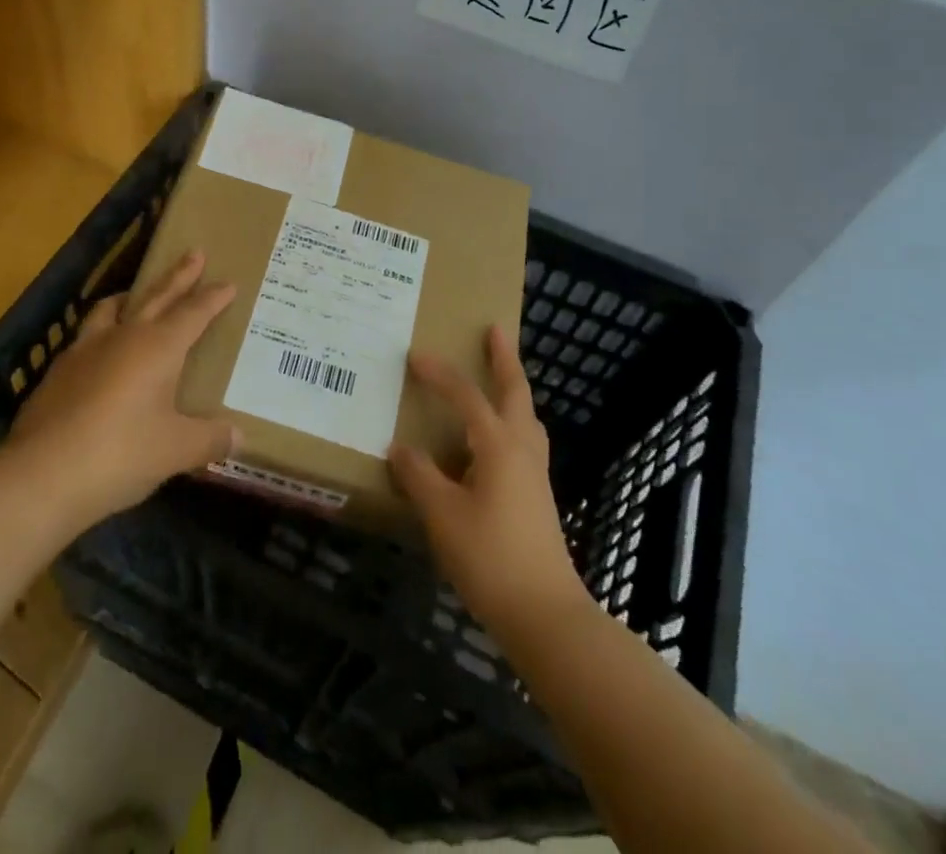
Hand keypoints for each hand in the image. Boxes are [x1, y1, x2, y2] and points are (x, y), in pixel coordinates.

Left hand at [8, 250, 236, 528]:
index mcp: (158, 347)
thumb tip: (239, 437)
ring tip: (137, 294)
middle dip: (178, 276)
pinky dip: (101, 333)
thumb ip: (210, 439)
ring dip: (131, 297)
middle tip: (194, 253)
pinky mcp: (57, 372)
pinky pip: (86, 338)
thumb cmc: (120, 455)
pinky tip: (99, 352)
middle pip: (156, 296)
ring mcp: (85, 351)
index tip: (229, 282)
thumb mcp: (175, 451)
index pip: (193, 313)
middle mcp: (123, 337)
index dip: (213, 298)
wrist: (40, 475)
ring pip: (112, 309)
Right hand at [388, 325, 587, 637]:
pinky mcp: (536, 496)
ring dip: (512, 389)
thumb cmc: (490, 558)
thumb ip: (419, 476)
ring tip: (498, 379)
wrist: (545, 614)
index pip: (466, 396)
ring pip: (526, 417)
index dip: (440, 374)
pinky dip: (510, 421)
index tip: (415, 355)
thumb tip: (400, 448)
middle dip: (504, 358)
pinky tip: (492, 443)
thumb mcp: (442, 515)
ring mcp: (534, 474)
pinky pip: (523, 440)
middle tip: (495, 330)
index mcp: (498, 445)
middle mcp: (521, 449)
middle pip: (515, 392)